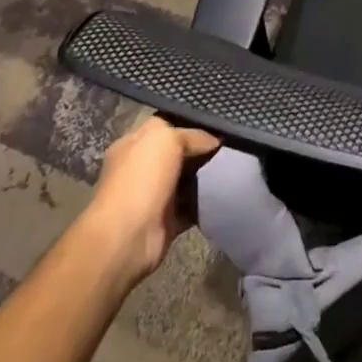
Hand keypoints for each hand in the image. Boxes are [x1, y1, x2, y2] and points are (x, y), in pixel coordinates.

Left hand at [80, 114, 218, 285]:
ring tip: (234, 166)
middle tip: (230, 145)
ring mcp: (154, 195)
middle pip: (179, 152)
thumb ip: (193, 135)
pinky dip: (206, 202)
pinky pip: (192, 206)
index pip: (166, 125)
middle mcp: (142, 167)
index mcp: (135, 143)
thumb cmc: (142, 179)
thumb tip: (215, 141)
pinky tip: (225, 192)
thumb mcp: (167, 139)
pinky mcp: (167, 220)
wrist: (127, 238)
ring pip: (188, 179)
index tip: (218, 124)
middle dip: (202, 149)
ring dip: (206, 176)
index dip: (191, 123)